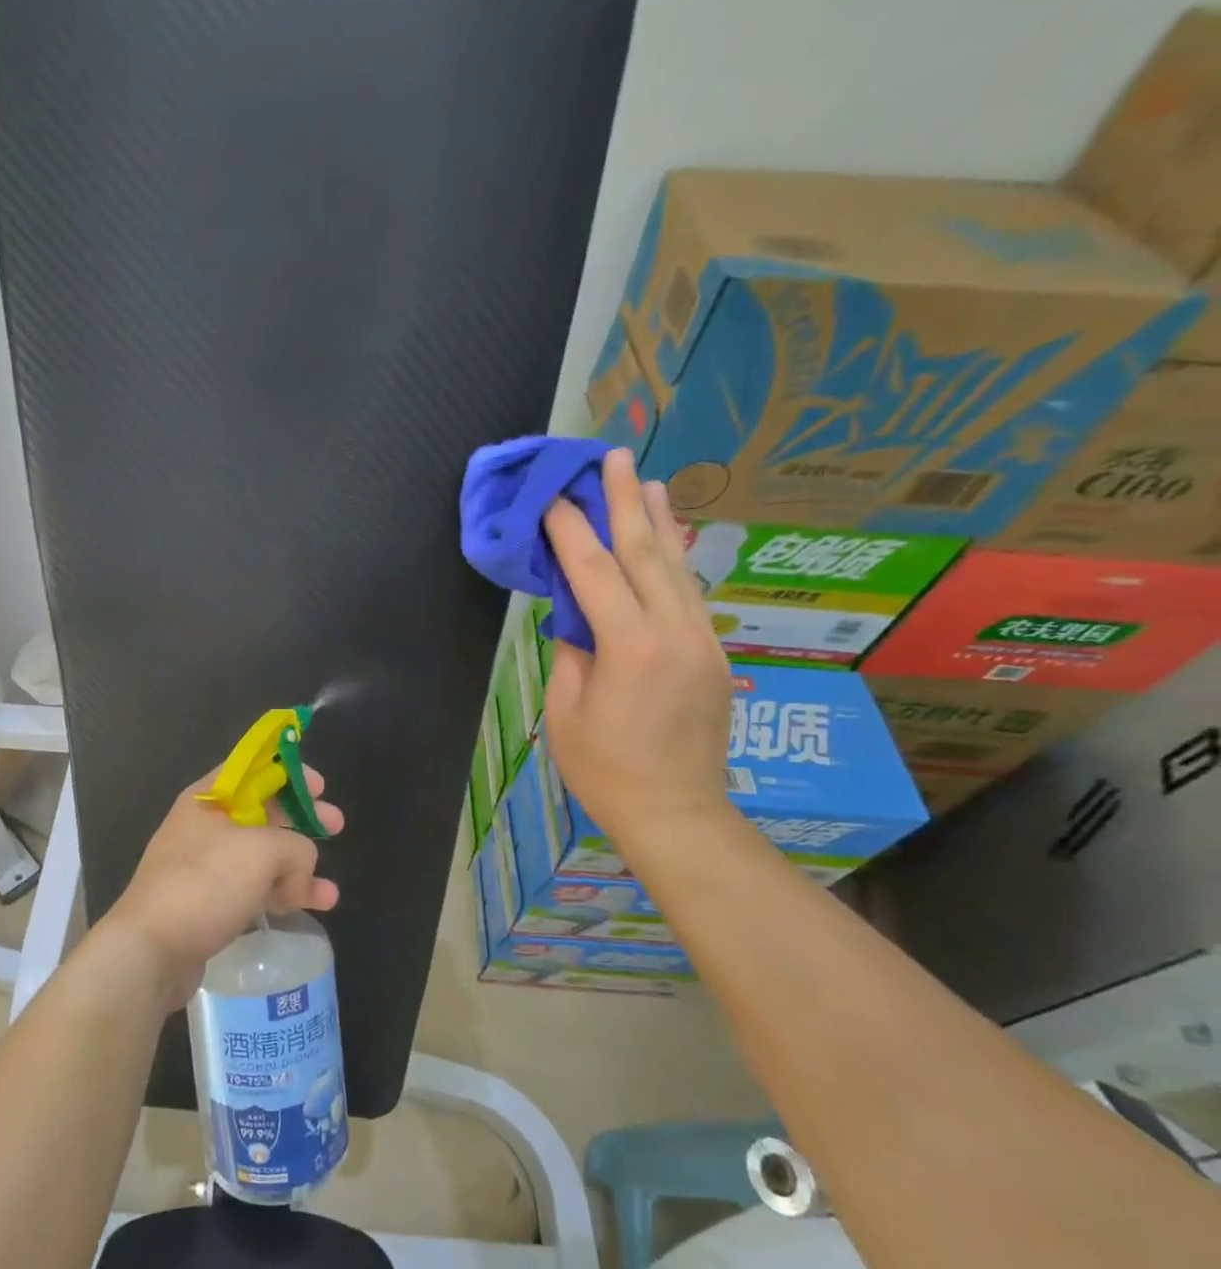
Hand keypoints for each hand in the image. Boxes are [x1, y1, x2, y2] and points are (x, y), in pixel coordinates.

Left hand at [105, 769, 343, 1007]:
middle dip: (302, 820)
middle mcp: (206, 826)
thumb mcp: (261, 851)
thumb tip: (301, 869)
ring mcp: (207, 866)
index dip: (289, 772)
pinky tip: (313, 907)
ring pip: (263, 856)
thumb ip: (296, 847)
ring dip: (299, 867)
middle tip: (336, 826)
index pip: (253, 769)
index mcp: (210, 798)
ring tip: (326, 891)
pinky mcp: (211, 902)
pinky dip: (283, 894)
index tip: (320, 787)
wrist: (150, 950)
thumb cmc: (205, 884)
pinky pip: (255, 888)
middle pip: (264, 812)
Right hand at [541, 447, 735, 852]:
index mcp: (629, 647)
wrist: (676, 812)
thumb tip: (578, 617)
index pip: (594, 572)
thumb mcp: (566, 713)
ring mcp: (702, 641)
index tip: (554, 497)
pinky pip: (691, 597)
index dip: (571, 530)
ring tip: (649, 482)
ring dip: (661, 522)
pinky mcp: (714, 655)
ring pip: (678, 568)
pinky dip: (675, 563)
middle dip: (626, 501)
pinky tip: (669, 544)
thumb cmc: (604, 770)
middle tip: (614, 456)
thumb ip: (572, 654)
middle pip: (647, 553)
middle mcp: (674, 632)